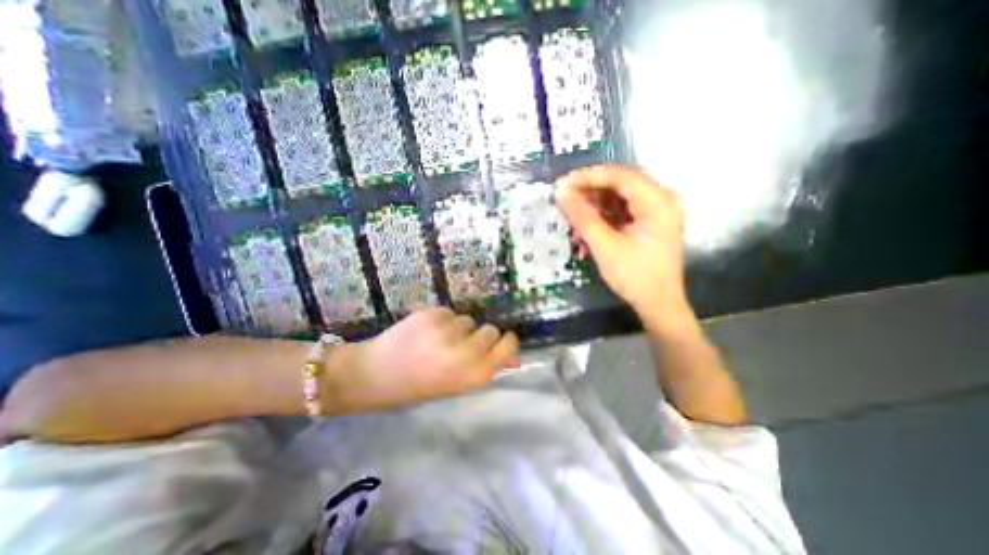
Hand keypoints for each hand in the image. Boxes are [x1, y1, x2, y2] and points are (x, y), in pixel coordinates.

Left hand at [329, 308, 520, 411]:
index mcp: (474, 374)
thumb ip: (487, 367)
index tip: (501, 340)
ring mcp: (447, 331)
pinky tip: (425, 332)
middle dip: (479, 336)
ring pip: (468, 320)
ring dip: (458, 328)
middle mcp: (465, 352)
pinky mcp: (432, 314)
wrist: (374, 375)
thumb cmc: (419, 386)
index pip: (507, 346)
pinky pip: (450, 312)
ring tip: (437, 340)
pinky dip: (442, 320)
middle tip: (460, 346)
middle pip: (491, 330)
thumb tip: (515, 359)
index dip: (506, 341)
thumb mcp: (458, 383)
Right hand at [556, 164, 689, 321]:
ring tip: (572, 223)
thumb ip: (582, 216)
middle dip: (589, 193)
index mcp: (657, 201)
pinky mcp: (647, 224)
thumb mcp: (604, 245)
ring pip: (617, 199)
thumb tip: (560, 192)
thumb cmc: (634, 276)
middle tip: (565, 201)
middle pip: (619, 185)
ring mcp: (655, 213)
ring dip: (593, 209)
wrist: (658, 305)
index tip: (562, 185)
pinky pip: (620, 213)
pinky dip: (601, 220)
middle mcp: (660, 200)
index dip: (588, 177)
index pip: (619, 176)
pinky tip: (585, 234)